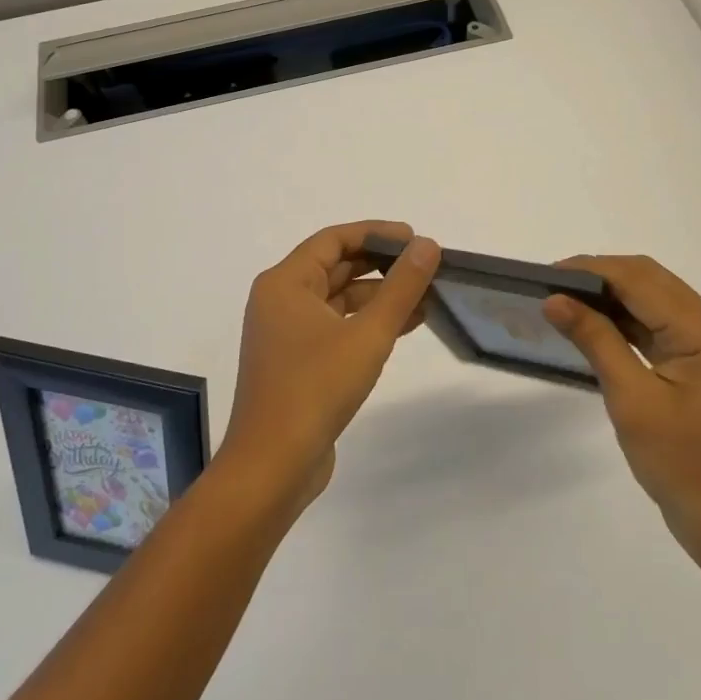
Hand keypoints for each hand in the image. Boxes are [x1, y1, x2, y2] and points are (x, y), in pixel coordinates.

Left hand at [224, 221, 439, 510]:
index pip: (333, 240)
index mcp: (285, 283)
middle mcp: (280, 301)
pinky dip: (367, 323)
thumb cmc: (315, 389)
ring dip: (379, 297)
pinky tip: (404, 326)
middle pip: (335, 267)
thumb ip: (401, 288)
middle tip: (425, 265)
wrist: (273, 466)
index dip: (375, 233)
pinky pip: (336, 327)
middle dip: (381, 265)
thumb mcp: (367, 334)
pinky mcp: (297, 363)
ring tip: (426, 297)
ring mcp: (287, 334)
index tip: (414, 237)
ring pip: (338, 300)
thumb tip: (427, 246)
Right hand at [543, 256, 700, 578]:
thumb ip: (596, 341)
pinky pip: (663, 330)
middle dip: (602, 277)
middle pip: (654, 283)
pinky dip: (629, 323)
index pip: (643, 281)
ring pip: (658, 303)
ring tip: (567, 302)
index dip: (593, 270)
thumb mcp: (633, 402)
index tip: (548, 274)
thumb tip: (555, 299)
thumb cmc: (684, 469)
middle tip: (553, 286)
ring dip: (615, 298)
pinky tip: (598, 328)